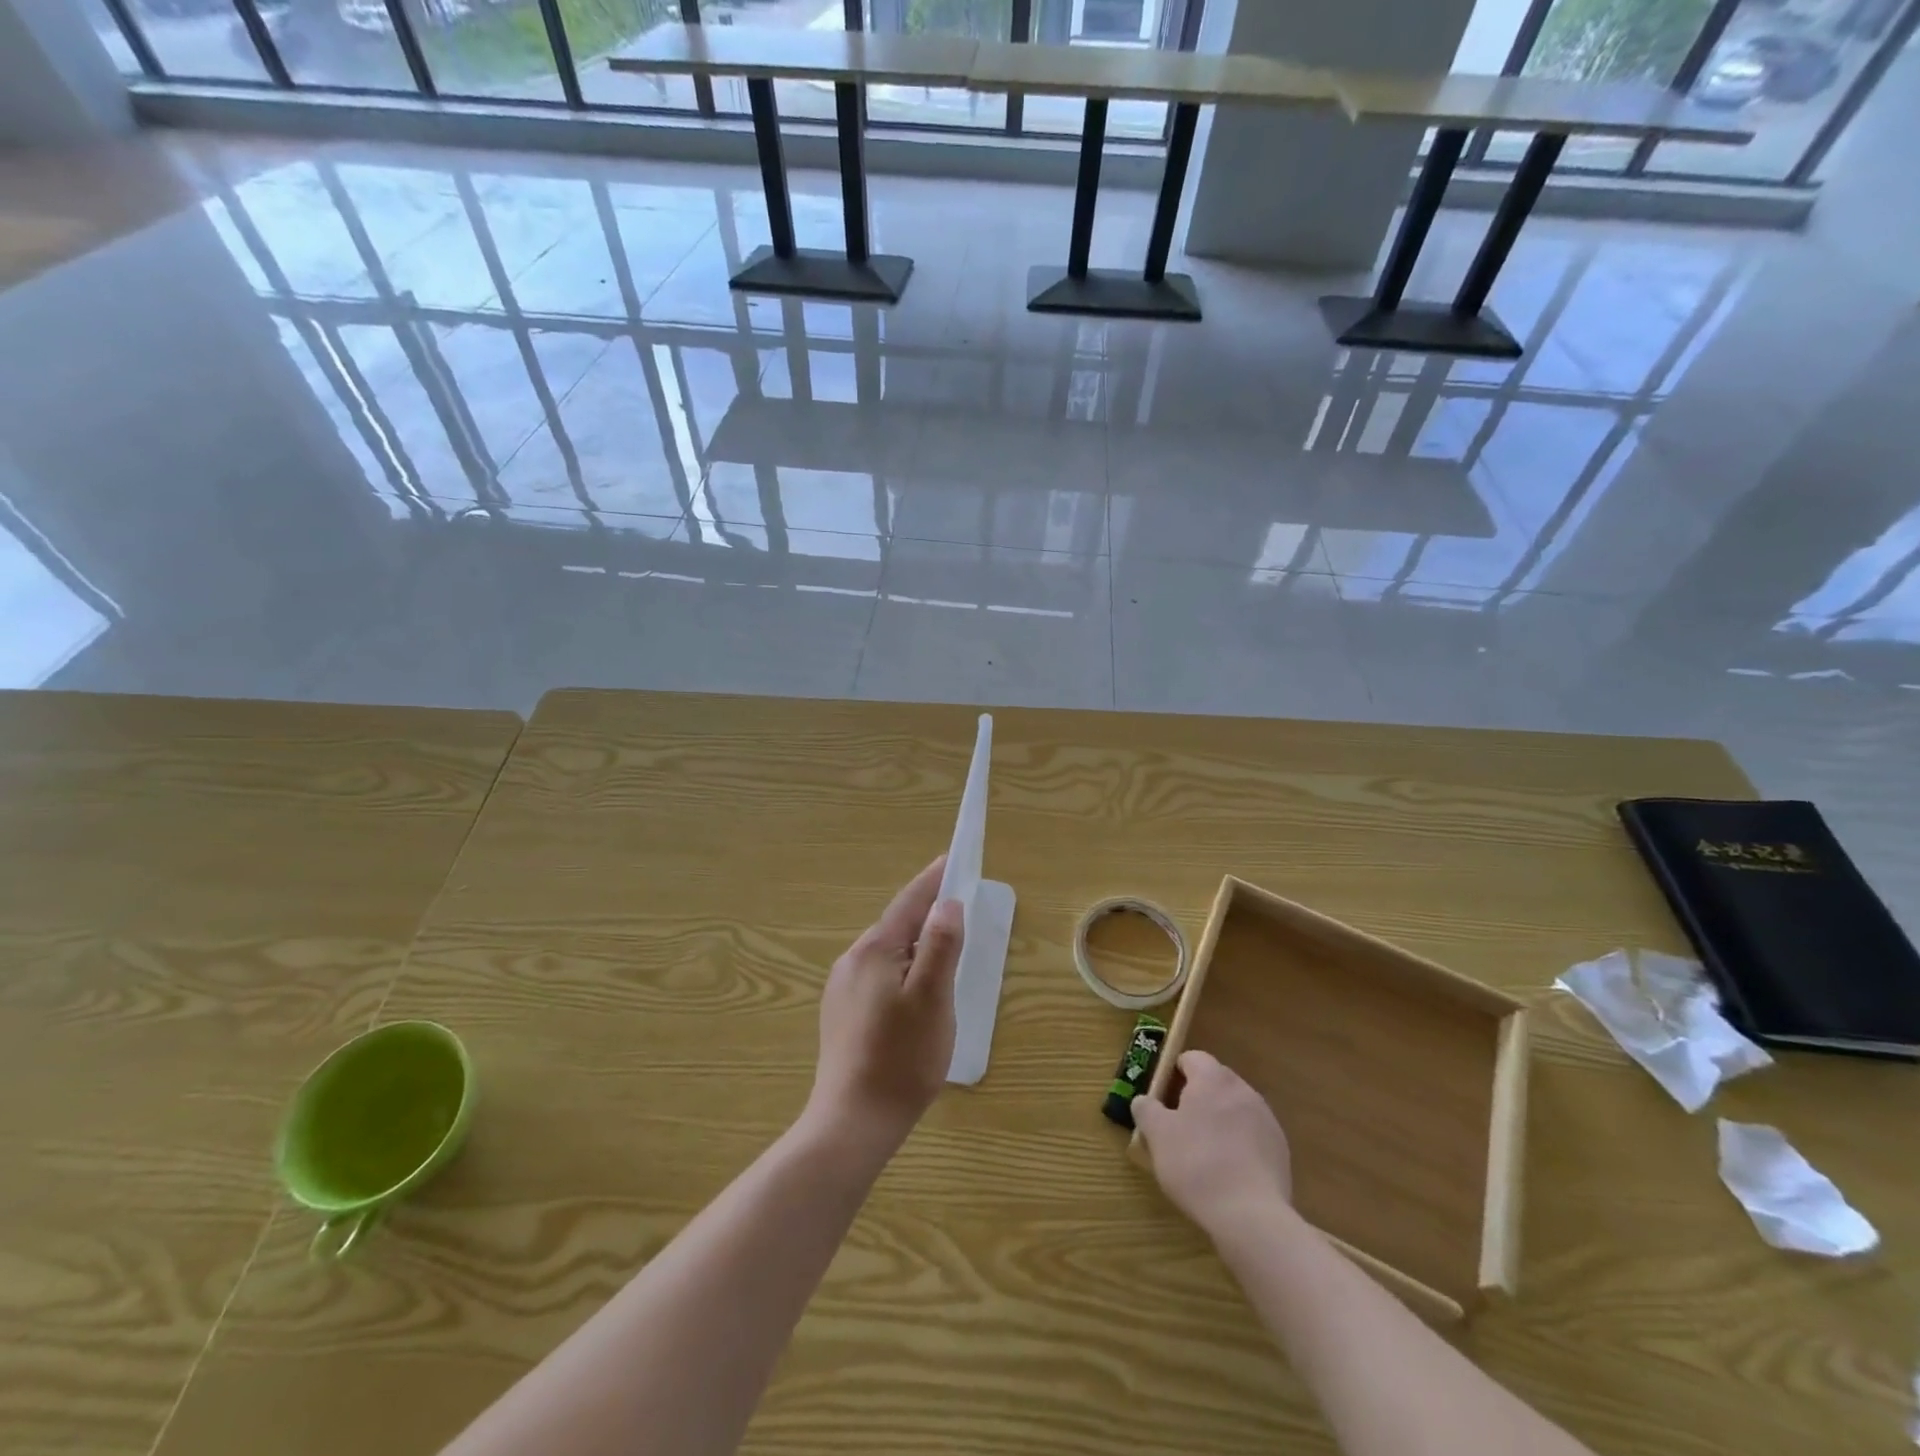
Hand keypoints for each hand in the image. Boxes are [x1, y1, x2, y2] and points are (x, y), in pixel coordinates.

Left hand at [807, 856, 964, 1150]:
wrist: (852, 1122)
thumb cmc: (901, 1057)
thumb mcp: (933, 998)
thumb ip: (941, 945)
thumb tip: (947, 904)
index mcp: (875, 950)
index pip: (909, 902)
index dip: (933, 880)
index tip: (952, 860)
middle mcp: (852, 961)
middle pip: (897, 926)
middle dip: (927, 917)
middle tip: (959, 916)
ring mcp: (842, 988)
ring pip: (888, 953)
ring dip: (915, 948)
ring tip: (943, 961)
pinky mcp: (841, 1014)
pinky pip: (878, 977)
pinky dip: (901, 972)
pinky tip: (914, 999)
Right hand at [1133, 1051, 1292, 1238]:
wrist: (1251, 1216)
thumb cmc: (1196, 1164)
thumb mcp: (1157, 1135)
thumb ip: (1146, 1109)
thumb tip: (1144, 1101)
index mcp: (1212, 1078)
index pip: (1191, 1058)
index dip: (1173, 1074)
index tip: (1162, 1098)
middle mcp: (1242, 1089)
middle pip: (1214, 1082)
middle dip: (1196, 1098)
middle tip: (1178, 1126)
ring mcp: (1266, 1119)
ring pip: (1234, 1109)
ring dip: (1219, 1121)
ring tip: (1203, 1153)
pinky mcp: (1280, 1149)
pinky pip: (1251, 1135)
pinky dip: (1238, 1144)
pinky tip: (1227, 1172)